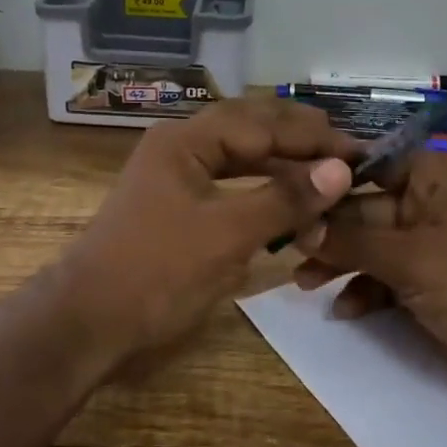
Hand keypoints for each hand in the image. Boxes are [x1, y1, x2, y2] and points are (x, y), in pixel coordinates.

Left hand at [54, 98, 358, 373]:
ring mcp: (176, 177)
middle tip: (349, 156)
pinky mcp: (178, 207)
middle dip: (301, 141)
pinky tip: (288, 203)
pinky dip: (262, 192)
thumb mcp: (226, 235)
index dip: (313, 137)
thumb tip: (340, 170)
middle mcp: (181, 147)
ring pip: (242, 158)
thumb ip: (284, 199)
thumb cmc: (156, 273)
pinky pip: (230, 185)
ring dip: (283, 166)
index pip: (263, 123)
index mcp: (186, 139)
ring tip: (327, 176)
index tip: (360, 153)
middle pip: (252, 130)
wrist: (87, 324)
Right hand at [292, 154, 446, 435]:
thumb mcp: (413, 258)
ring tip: (304, 284)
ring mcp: (433, 249)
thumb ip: (352, 240)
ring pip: (371, 247)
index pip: (370, 163)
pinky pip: (386, 281)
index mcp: (435, 178)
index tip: (283, 190)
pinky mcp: (432, 288)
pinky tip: (344, 310)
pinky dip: (365, 293)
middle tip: (285, 249)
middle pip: (365, 208)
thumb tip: (300, 225)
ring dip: (340, 264)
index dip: (327, 177)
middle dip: (328, 230)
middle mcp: (431, 206)